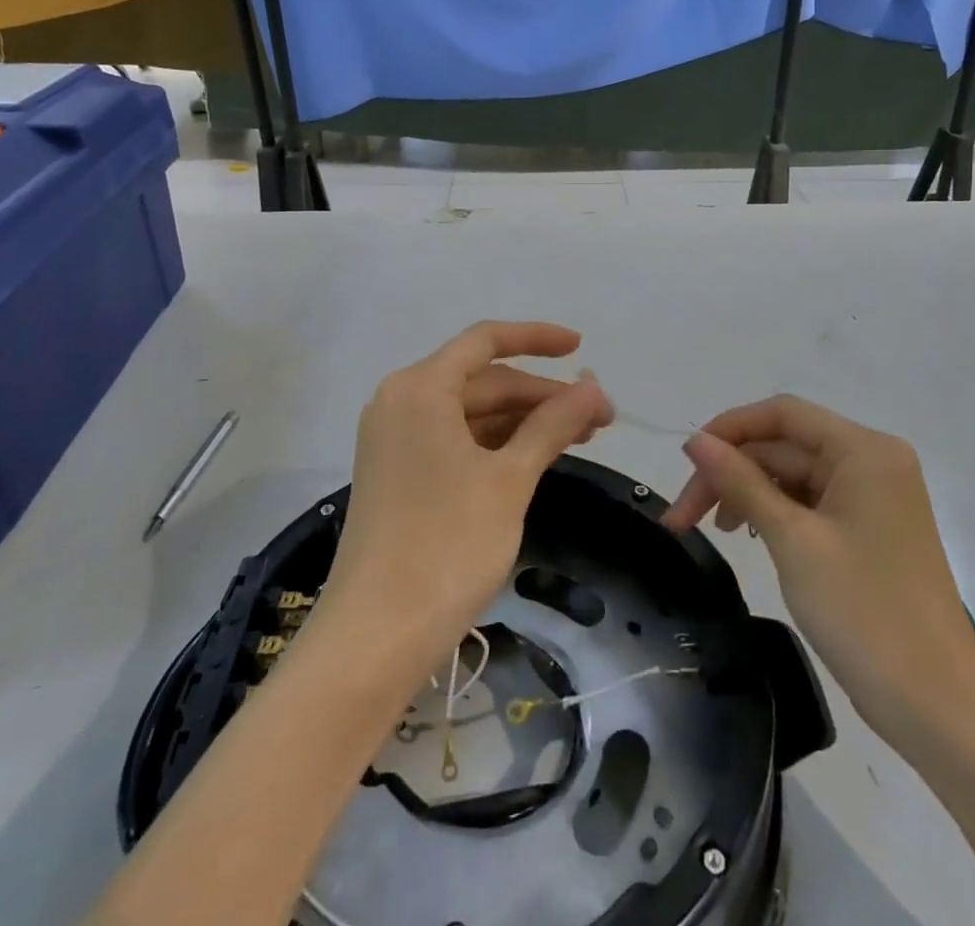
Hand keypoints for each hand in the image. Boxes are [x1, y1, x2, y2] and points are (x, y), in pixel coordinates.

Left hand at [322, 321, 612, 680]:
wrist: (375, 637)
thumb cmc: (447, 545)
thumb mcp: (509, 479)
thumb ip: (552, 424)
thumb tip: (593, 388)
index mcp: (420, 388)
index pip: (486, 341)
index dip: (537, 338)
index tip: (581, 347)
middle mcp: (401, 401)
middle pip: (483, 380)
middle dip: (541, 395)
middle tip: (600, 417)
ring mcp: (396, 438)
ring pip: (472, 412)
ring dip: (524, 421)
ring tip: (580, 436)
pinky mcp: (398, 472)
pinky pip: (456, 439)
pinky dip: (497, 444)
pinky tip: (536, 456)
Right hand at [661, 395, 974, 751]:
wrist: (938, 707)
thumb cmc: (864, 612)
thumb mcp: (792, 539)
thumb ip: (741, 482)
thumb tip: (695, 440)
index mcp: (864, 450)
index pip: (783, 414)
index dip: (730, 429)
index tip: (687, 459)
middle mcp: (872, 462)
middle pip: (784, 446)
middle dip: (730, 473)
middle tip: (682, 515)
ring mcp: (873, 497)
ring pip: (792, 475)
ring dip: (747, 493)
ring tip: (711, 529)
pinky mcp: (869, 529)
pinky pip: (810, 502)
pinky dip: (774, 512)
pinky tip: (748, 534)